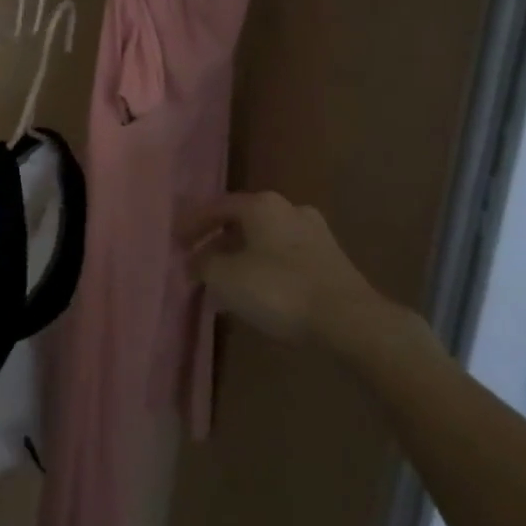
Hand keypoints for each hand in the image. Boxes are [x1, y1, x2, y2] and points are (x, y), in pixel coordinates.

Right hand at [179, 192, 384, 346]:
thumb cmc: (279, 289)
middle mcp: (289, 209)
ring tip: (225, 285)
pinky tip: (257, 294)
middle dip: (218, 244)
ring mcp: (315, 233)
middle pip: (242, 223)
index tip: (175, 243)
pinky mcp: (331, 260)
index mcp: (261, 204)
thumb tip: (194, 261)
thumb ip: (203, 264)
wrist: (350, 320)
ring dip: (242, 259)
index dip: (192, 225)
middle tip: (199, 266)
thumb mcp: (225, 277)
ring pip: (265, 242)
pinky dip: (265, 271)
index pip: (216, 207)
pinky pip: (285, 259)